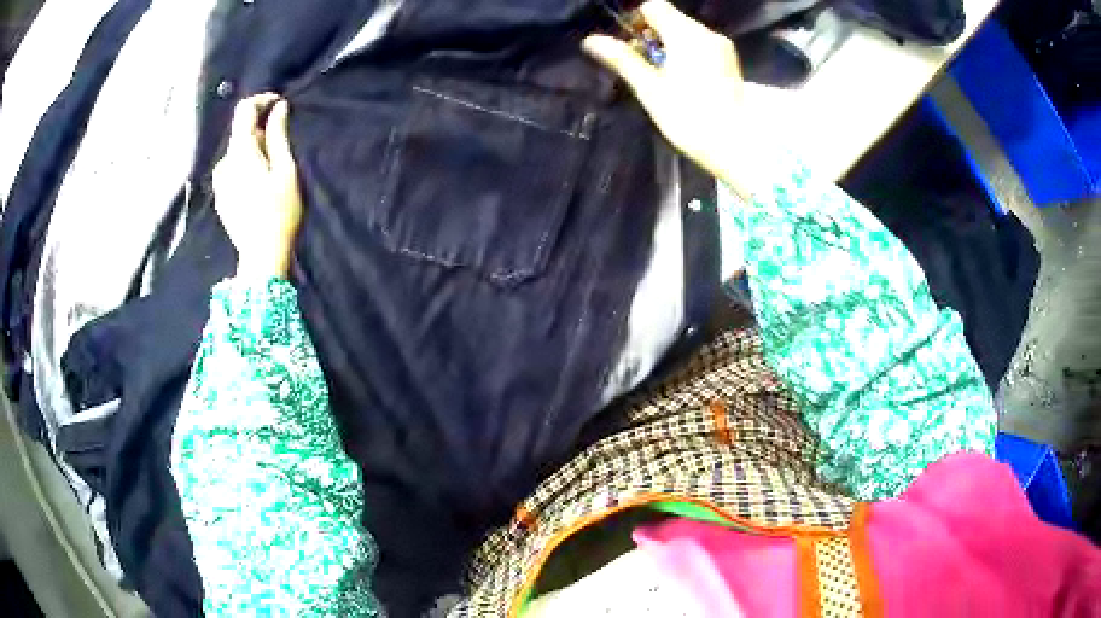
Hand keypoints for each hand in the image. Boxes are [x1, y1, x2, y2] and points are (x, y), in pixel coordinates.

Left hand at [212, 93, 302, 278]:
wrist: (261, 256)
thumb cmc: (279, 211)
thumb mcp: (285, 169)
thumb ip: (278, 135)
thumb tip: (278, 107)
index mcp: (240, 152)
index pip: (244, 110)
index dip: (262, 100)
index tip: (280, 104)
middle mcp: (224, 161)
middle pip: (240, 130)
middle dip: (261, 127)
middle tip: (283, 140)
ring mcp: (220, 180)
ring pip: (237, 150)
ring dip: (254, 147)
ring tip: (273, 165)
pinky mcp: (220, 195)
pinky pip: (233, 168)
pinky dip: (246, 164)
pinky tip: (260, 181)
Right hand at [583, 1, 753, 193]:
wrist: (737, 145)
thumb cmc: (689, 117)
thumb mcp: (650, 89)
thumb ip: (622, 59)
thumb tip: (590, 40)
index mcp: (685, 34)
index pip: (654, 7)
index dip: (636, 21)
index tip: (630, 46)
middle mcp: (707, 33)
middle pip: (672, 19)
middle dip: (653, 35)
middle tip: (644, 66)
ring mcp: (723, 48)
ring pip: (688, 33)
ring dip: (670, 45)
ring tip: (664, 76)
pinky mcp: (731, 63)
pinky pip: (703, 46)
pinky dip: (688, 54)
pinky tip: (686, 81)